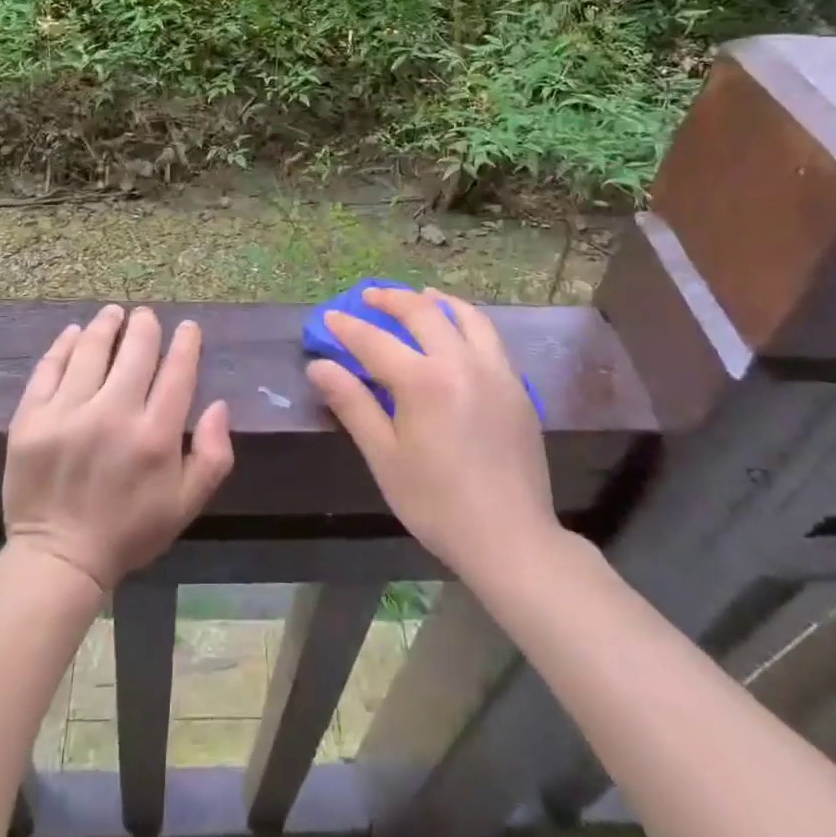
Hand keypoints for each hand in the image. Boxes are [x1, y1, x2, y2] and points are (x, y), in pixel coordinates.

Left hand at [4, 304, 234, 591]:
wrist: (57, 560)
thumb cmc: (128, 531)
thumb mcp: (186, 504)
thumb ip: (213, 455)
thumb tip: (218, 404)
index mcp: (155, 436)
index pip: (177, 371)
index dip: (186, 342)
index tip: (187, 327)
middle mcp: (113, 415)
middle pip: (136, 349)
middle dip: (146, 325)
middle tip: (146, 315)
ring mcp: (67, 413)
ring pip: (92, 348)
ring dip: (107, 324)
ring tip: (114, 313)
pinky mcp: (31, 418)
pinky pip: (50, 367)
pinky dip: (65, 344)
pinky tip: (75, 333)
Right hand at [307, 287, 563, 582]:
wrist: (511, 540)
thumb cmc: (437, 503)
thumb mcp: (384, 457)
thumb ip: (352, 404)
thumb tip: (319, 366)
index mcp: (423, 381)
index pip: (375, 341)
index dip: (348, 327)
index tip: (329, 318)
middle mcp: (461, 362)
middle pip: (421, 313)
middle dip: (390, 299)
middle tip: (368, 296)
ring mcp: (495, 371)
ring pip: (464, 316)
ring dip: (435, 301)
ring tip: (418, 296)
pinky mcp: (516, 386)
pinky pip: (489, 337)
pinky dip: (466, 321)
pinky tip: (457, 331)